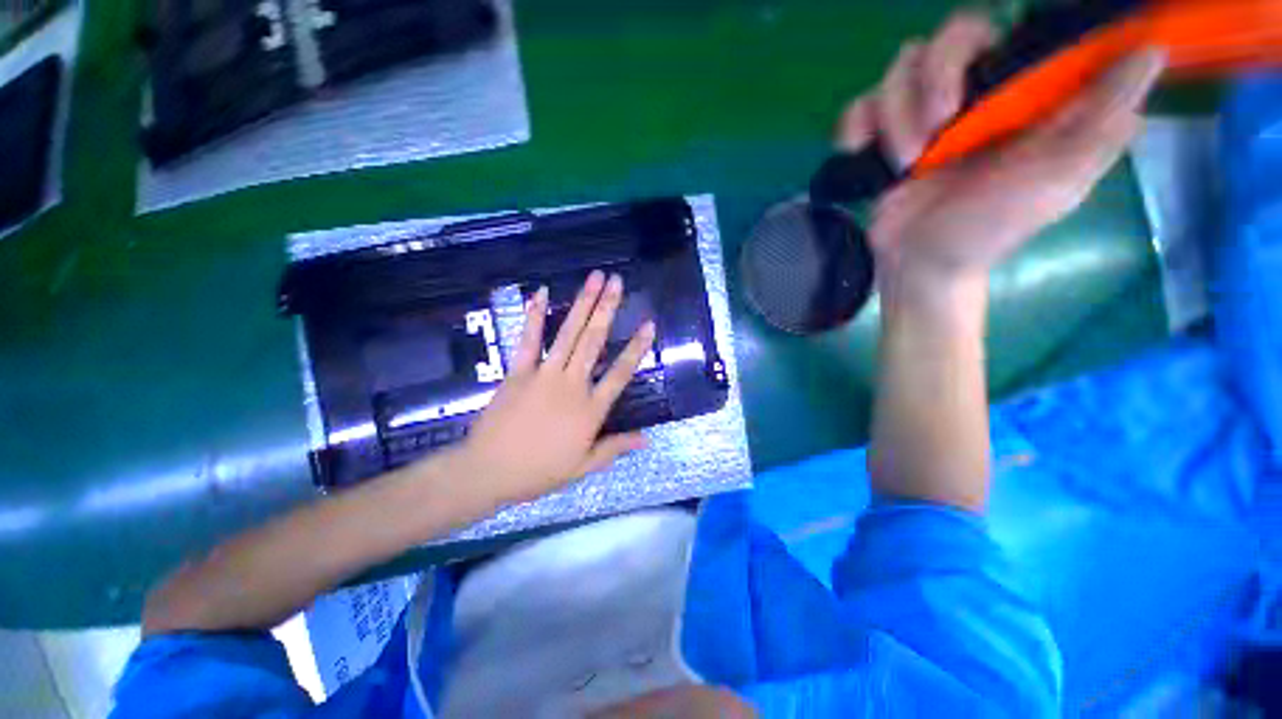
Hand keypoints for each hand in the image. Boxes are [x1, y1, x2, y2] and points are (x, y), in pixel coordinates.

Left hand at [449, 271, 655, 506]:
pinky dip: (534, 316)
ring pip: (568, 334)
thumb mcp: (584, 466)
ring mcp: (544, 375)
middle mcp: (572, 385)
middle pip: (594, 341)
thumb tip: (647, 438)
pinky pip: (528, 340)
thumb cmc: (540, 471)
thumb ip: (615, 448)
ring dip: (582, 304)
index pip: (620, 373)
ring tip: (594, 279)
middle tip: (616, 282)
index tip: (648, 324)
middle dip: (607, 309)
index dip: (636, 348)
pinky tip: (541, 293)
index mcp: (590, 409)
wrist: (490, 471)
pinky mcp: (518, 371)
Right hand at [838, 13, 1164, 302]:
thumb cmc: (993, 230)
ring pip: (899, 70)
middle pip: (950, 35)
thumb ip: (1104, 120)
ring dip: (895, 117)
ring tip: (906, 163)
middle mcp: (973, 93)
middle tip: (938, 123)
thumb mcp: (1061, 181)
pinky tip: (860, 150)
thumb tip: (1150, 50)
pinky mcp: (882, 138)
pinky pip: (858, 107)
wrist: (924, 266)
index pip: (1015, 28)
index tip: (989, 72)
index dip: (1005, 30)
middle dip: (936, 75)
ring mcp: (921, 114)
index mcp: (1021, 95)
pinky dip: (854, 126)